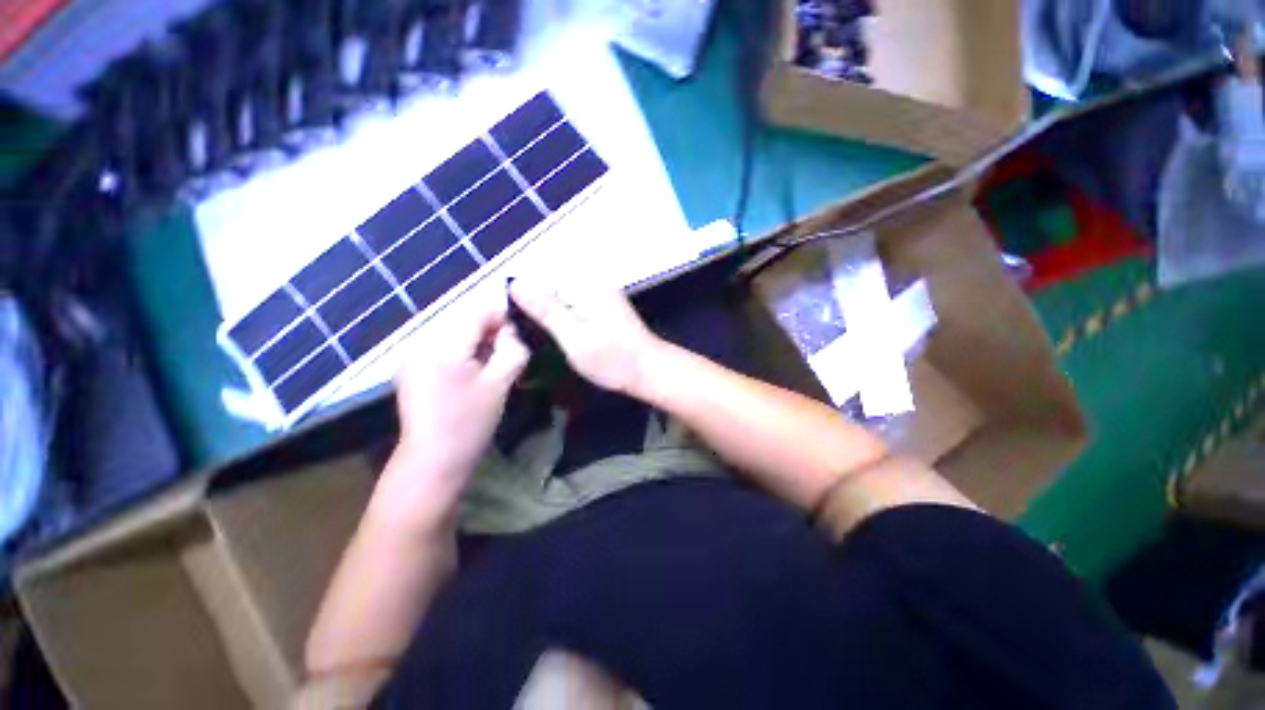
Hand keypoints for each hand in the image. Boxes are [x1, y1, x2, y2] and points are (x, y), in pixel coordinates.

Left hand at [373, 301, 529, 531]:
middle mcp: (421, 342)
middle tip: (512, 350)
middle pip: (464, 320)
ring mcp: (412, 355)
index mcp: (442, 346)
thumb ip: (512, 350)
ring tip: (495, 361)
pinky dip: (463, 351)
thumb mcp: (499, 384)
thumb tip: (514, 331)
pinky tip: (474, 371)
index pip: (477, 311)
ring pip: (455, 332)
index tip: (523, 332)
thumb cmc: (469, 423)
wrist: (432, 462)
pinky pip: (444, 347)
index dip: (504, 316)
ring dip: (478, 340)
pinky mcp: (412, 368)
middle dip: (491, 330)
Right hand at [509, 281, 664, 397]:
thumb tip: (515, 284)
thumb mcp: (573, 338)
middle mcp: (593, 281)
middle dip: (538, 308)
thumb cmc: (612, 359)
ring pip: (563, 296)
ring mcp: (602, 292)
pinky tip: (565, 335)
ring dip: (551, 314)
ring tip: (547, 338)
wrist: (650, 370)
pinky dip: (566, 317)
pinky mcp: (606, 304)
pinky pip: (576, 303)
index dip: (524, 300)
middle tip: (533, 336)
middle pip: (551, 286)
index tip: (518, 325)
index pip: (539, 278)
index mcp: (583, 285)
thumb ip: (546, 310)